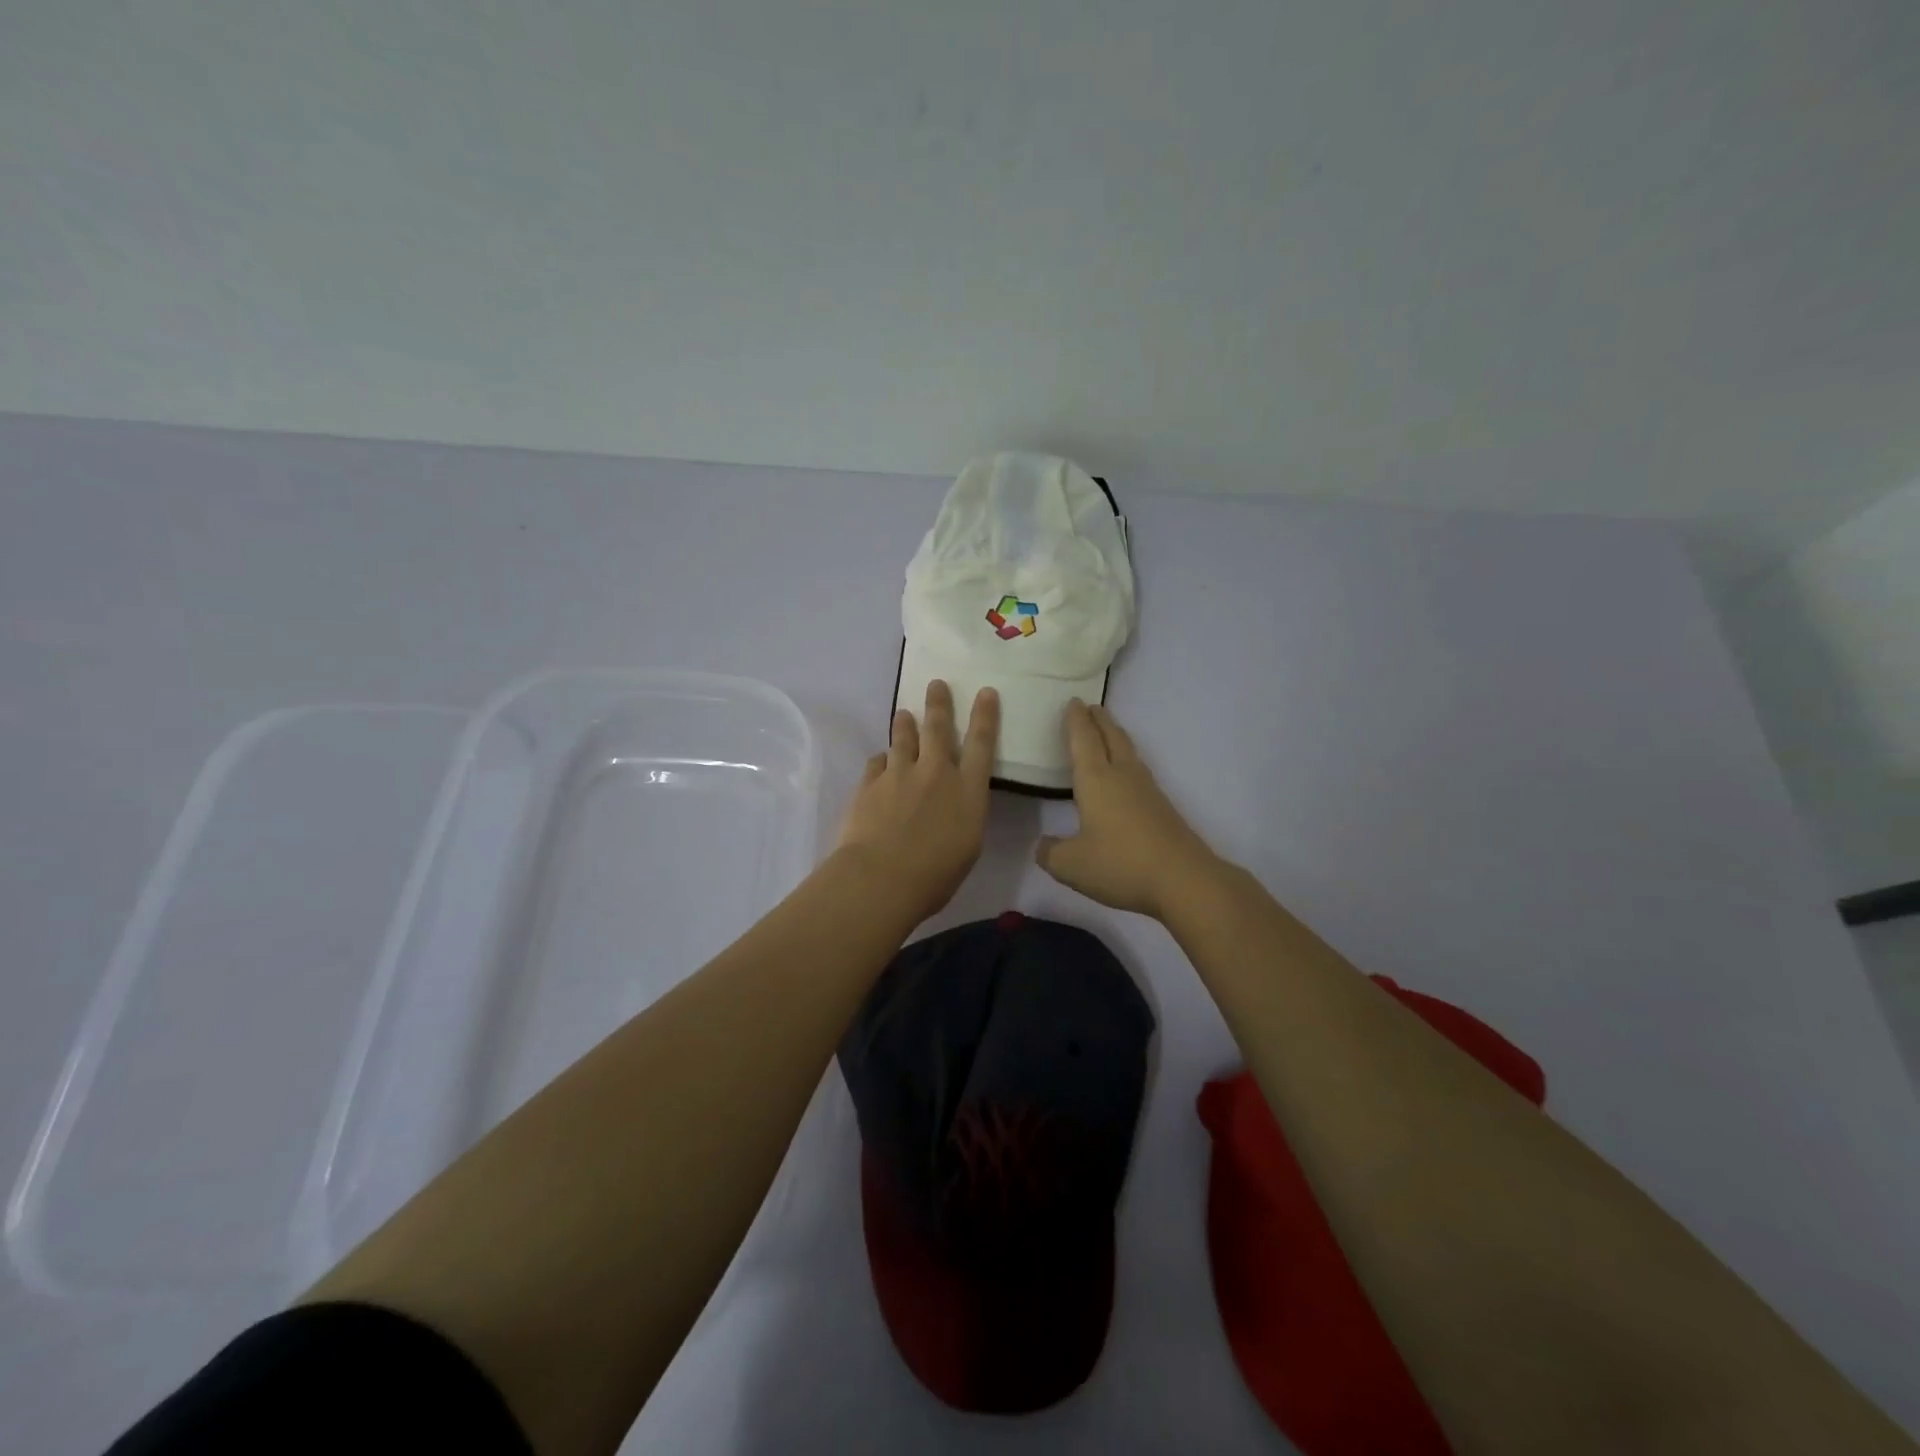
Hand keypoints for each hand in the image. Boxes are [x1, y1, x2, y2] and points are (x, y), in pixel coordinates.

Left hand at [834, 680, 999, 923]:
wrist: (880, 878)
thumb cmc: (935, 875)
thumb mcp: (968, 847)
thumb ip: (964, 816)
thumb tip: (956, 804)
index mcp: (967, 791)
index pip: (982, 744)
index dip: (985, 716)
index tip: (986, 692)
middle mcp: (935, 773)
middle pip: (938, 729)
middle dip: (939, 704)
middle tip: (936, 683)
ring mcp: (899, 775)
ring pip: (903, 738)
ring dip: (904, 723)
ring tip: (903, 712)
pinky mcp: (869, 784)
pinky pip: (877, 763)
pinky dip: (881, 760)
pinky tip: (880, 762)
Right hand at [1037, 701, 1222, 918]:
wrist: (1183, 880)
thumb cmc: (1120, 864)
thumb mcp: (1071, 865)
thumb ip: (1051, 852)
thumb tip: (1043, 844)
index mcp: (1096, 780)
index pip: (1083, 740)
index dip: (1076, 721)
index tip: (1073, 702)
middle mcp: (1122, 776)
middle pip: (1111, 738)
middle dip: (1099, 720)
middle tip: (1091, 706)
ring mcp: (1147, 790)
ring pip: (1128, 752)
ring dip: (1116, 737)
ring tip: (1107, 732)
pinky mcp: (1162, 808)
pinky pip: (1138, 772)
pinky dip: (1127, 761)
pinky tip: (1125, 776)